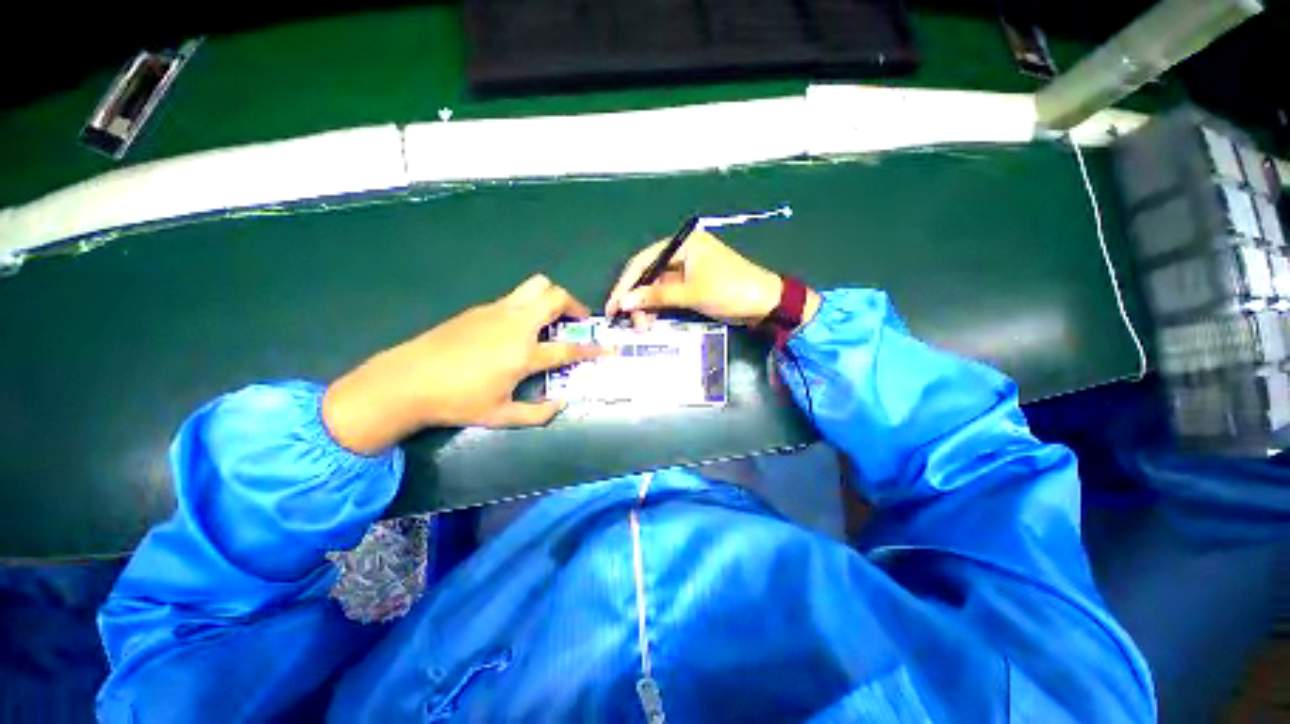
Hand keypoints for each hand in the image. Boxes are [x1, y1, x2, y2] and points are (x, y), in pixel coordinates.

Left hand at [323, 275, 602, 453]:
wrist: (406, 380)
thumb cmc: (457, 401)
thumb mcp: (500, 416)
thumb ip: (537, 413)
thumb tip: (561, 405)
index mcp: (524, 353)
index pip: (569, 348)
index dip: (592, 348)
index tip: (607, 348)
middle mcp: (516, 325)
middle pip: (555, 296)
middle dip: (574, 305)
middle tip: (577, 320)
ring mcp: (497, 311)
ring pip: (535, 286)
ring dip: (551, 298)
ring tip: (552, 317)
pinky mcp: (481, 308)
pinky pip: (515, 297)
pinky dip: (528, 305)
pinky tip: (518, 327)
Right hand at [605, 229, 819, 330]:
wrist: (765, 304)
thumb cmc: (730, 290)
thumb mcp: (691, 293)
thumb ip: (657, 296)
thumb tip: (624, 302)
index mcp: (683, 244)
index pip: (644, 261)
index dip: (626, 283)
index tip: (613, 305)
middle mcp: (682, 254)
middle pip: (649, 275)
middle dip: (637, 299)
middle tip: (628, 322)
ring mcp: (687, 272)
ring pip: (656, 288)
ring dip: (647, 307)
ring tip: (642, 327)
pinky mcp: (691, 287)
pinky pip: (668, 296)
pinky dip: (659, 309)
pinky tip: (652, 322)